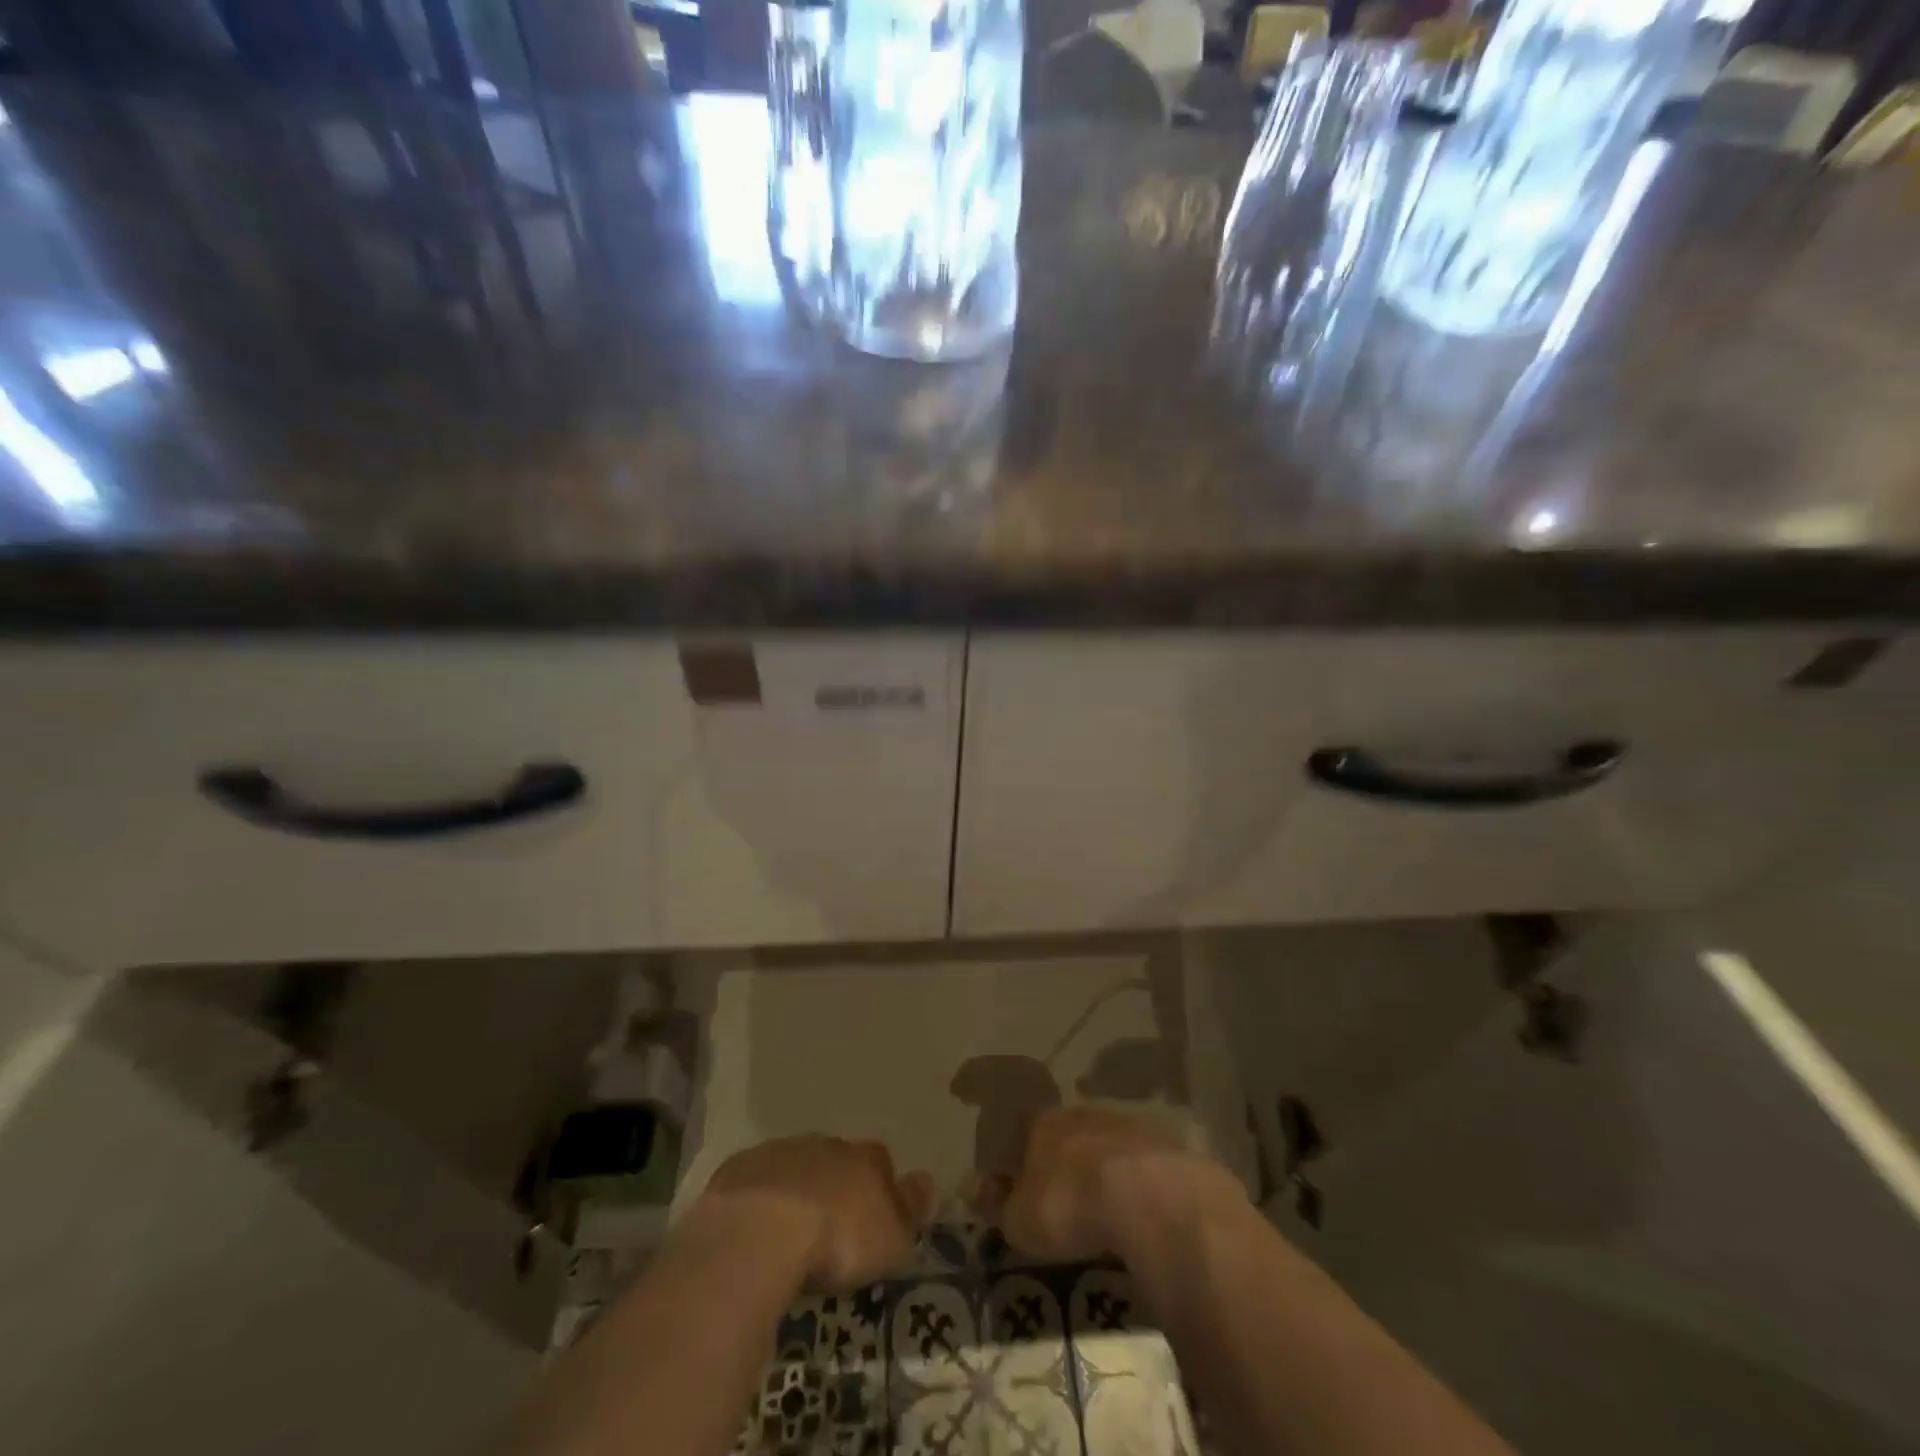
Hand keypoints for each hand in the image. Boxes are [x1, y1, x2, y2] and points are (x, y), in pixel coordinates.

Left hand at [696, 1136, 934, 1291]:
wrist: (762, 1231)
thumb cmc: (838, 1239)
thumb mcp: (891, 1239)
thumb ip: (910, 1209)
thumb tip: (926, 1180)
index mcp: (864, 1158)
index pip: (880, 1161)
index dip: (878, 1187)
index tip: (873, 1217)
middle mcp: (825, 1144)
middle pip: (836, 1160)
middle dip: (834, 1184)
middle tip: (830, 1227)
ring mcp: (780, 1152)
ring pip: (795, 1165)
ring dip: (796, 1189)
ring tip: (789, 1233)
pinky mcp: (740, 1169)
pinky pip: (756, 1181)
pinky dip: (759, 1199)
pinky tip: (754, 1230)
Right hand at [1000, 1106, 1250, 1262]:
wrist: (1148, 1197)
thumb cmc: (1070, 1205)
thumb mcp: (1020, 1219)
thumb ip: (996, 1203)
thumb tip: (971, 1186)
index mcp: (1043, 1123)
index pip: (1024, 1128)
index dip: (1022, 1152)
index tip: (1022, 1177)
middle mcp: (1083, 1113)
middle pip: (1068, 1130)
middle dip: (1066, 1156)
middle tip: (1067, 1191)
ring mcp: (1127, 1123)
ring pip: (1108, 1140)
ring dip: (1105, 1164)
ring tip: (1107, 1201)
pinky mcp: (1165, 1143)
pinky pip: (1143, 1160)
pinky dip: (1139, 1178)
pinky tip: (1142, 1205)